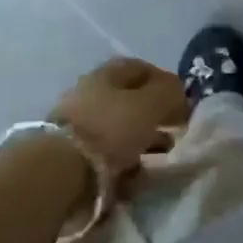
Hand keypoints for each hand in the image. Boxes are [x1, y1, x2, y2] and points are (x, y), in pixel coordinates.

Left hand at [51, 57, 189, 178]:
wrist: (60, 170)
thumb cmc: (110, 128)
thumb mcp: (150, 104)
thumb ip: (170, 93)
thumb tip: (179, 92)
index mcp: (106, 74)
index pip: (140, 68)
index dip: (164, 81)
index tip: (182, 100)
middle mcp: (89, 94)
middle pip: (129, 100)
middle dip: (155, 114)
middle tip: (175, 129)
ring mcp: (77, 125)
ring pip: (118, 128)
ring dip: (142, 139)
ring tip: (162, 155)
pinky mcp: (71, 155)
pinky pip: (106, 153)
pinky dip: (124, 161)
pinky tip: (136, 174)